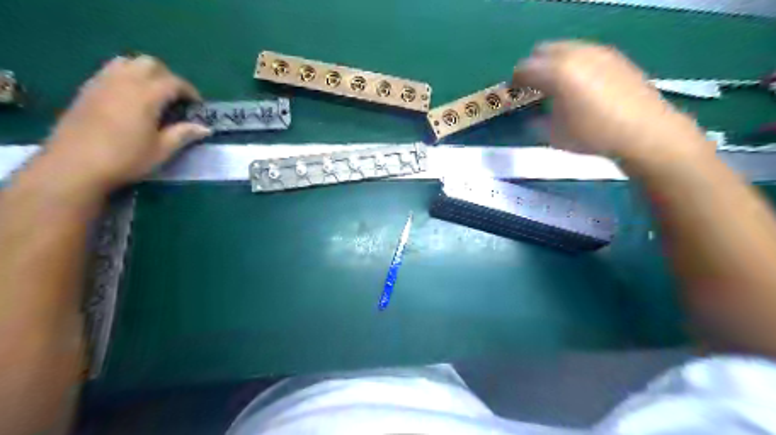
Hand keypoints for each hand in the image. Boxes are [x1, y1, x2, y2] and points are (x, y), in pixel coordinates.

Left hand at [42, 55, 211, 193]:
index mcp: (146, 95)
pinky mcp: (86, 90)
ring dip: (145, 73)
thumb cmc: (125, 158)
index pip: (174, 82)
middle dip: (167, 77)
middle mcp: (124, 82)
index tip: (197, 106)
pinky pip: (110, 71)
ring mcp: (101, 83)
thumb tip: (204, 128)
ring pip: (127, 62)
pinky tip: (129, 99)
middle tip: (176, 98)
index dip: (190, 91)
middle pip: (150, 64)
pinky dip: (126, 77)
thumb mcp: (162, 150)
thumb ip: (183, 134)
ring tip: (152, 94)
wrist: (74, 165)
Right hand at [513, 40, 708, 161]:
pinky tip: (581, 85)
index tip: (515, 95)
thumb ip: (536, 119)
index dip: (515, 82)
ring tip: (558, 86)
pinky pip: (584, 52)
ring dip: (553, 63)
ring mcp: (597, 51)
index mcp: (556, 73)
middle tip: (534, 88)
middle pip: (542, 50)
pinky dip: (573, 63)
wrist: (643, 131)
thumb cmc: (592, 135)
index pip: (523, 69)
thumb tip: (532, 113)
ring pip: (564, 48)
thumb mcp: (553, 134)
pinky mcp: (614, 55)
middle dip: (533, 67)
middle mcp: (575, 54)